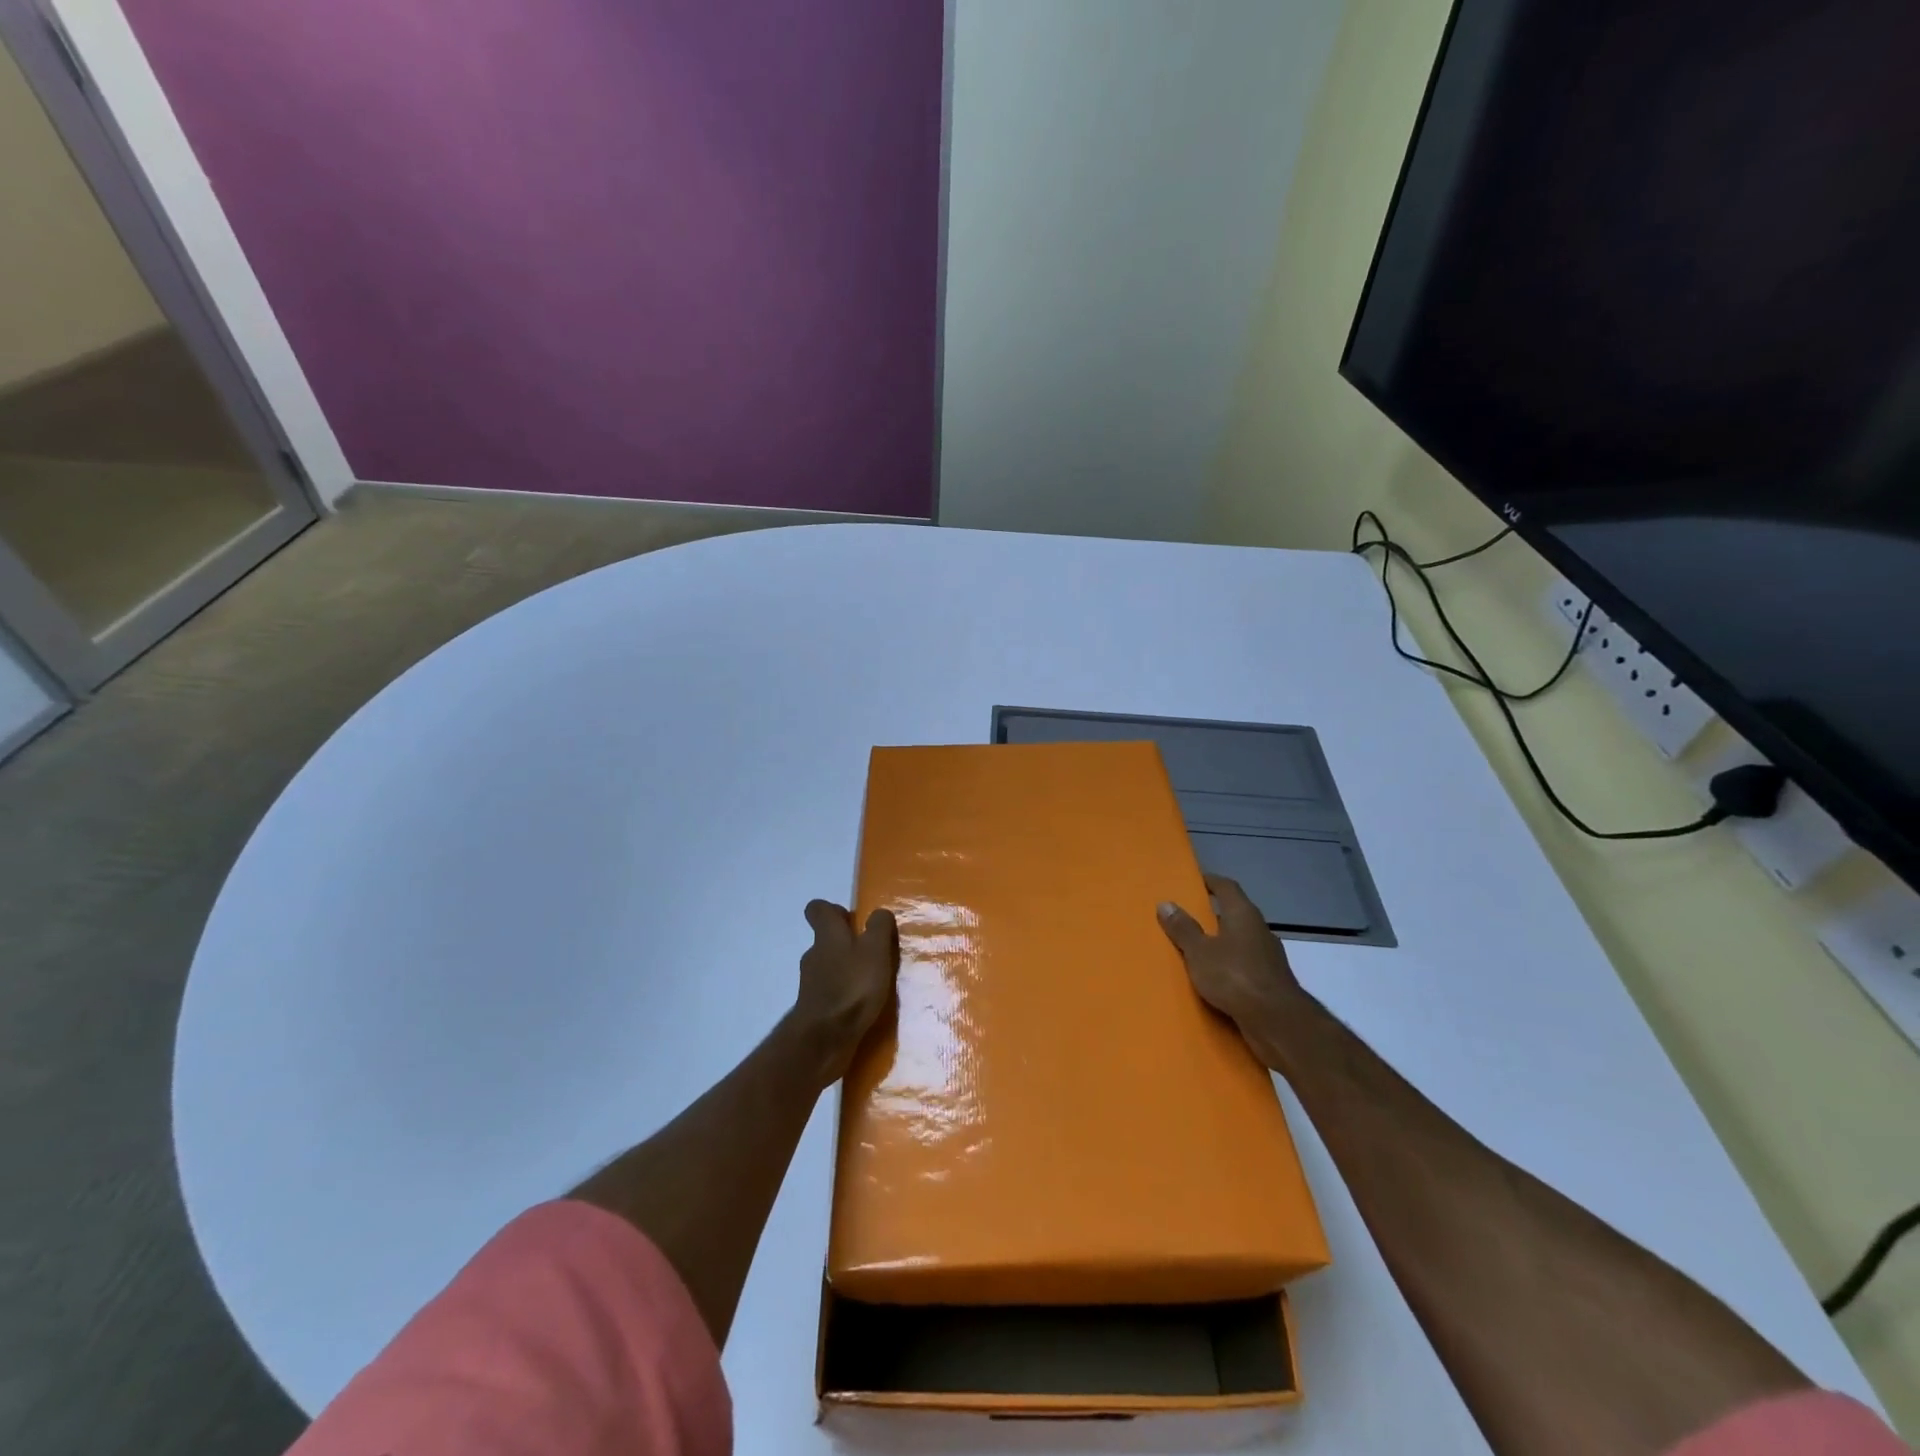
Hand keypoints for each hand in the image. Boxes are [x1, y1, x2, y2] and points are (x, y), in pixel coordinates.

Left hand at [789, 900, 899, 1084]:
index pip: (818, 909)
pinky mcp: (816, 1009)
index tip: (854, 920)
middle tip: (875, 953)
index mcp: (827, 935)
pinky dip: (846, 995)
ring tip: (875, 983)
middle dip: (849, 943)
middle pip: (827, 940)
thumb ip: (879, 928)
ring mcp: (812, 984)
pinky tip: (865, 1006)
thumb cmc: (852, 987)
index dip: (834, 910)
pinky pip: (832, 993)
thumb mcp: (875, 950)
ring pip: (830, 967)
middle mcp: (815, 955)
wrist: (824, 1040)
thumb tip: (879, 913)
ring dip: (849, 970)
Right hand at [1158, 874, 1308, 1062]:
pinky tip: (1215, 979)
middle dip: (1213, 915)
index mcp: (1243, 915)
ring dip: (1222, 943)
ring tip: (1197, 950)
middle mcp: (1260, 930)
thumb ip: (1183, 929)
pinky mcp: (1271, 982)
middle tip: (1188, 917)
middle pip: (1235, 914)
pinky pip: (1245, 965)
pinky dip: (1230, 966)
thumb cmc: (1234, 976)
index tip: (1195, 880)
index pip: (1227, 888)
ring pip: (1241, 942)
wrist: (1277, 1021)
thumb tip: (1166, 903)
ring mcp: (1269, 957)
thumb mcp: (1199, 952)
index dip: (1211, 881)